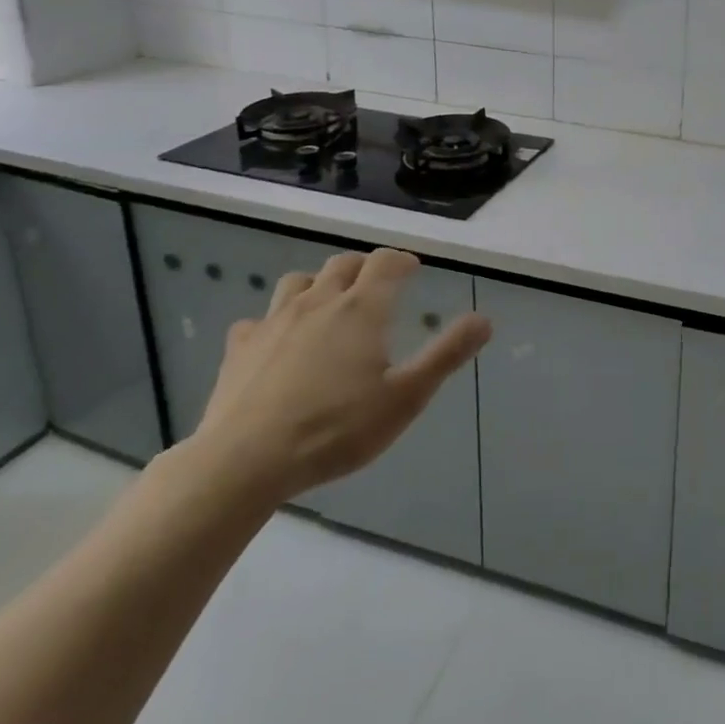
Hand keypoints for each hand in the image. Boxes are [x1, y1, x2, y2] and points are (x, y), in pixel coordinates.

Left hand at [187, 249, 492, 506]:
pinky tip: (277, 342)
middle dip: (365, 267)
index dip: (402, 260)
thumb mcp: (405, 398)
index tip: (412, 268)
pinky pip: (258, 319)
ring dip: (319, 283)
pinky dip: (274, 321)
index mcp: (361, 309)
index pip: (386, 263)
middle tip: (377, 286)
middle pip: (343, 264)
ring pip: (298, 281)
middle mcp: (319, 302)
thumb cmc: (335, 429)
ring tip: (328, 303)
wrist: (244, 463)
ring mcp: (274, 321)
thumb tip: (485, 319)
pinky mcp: (240, 347)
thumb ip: (446, 355)